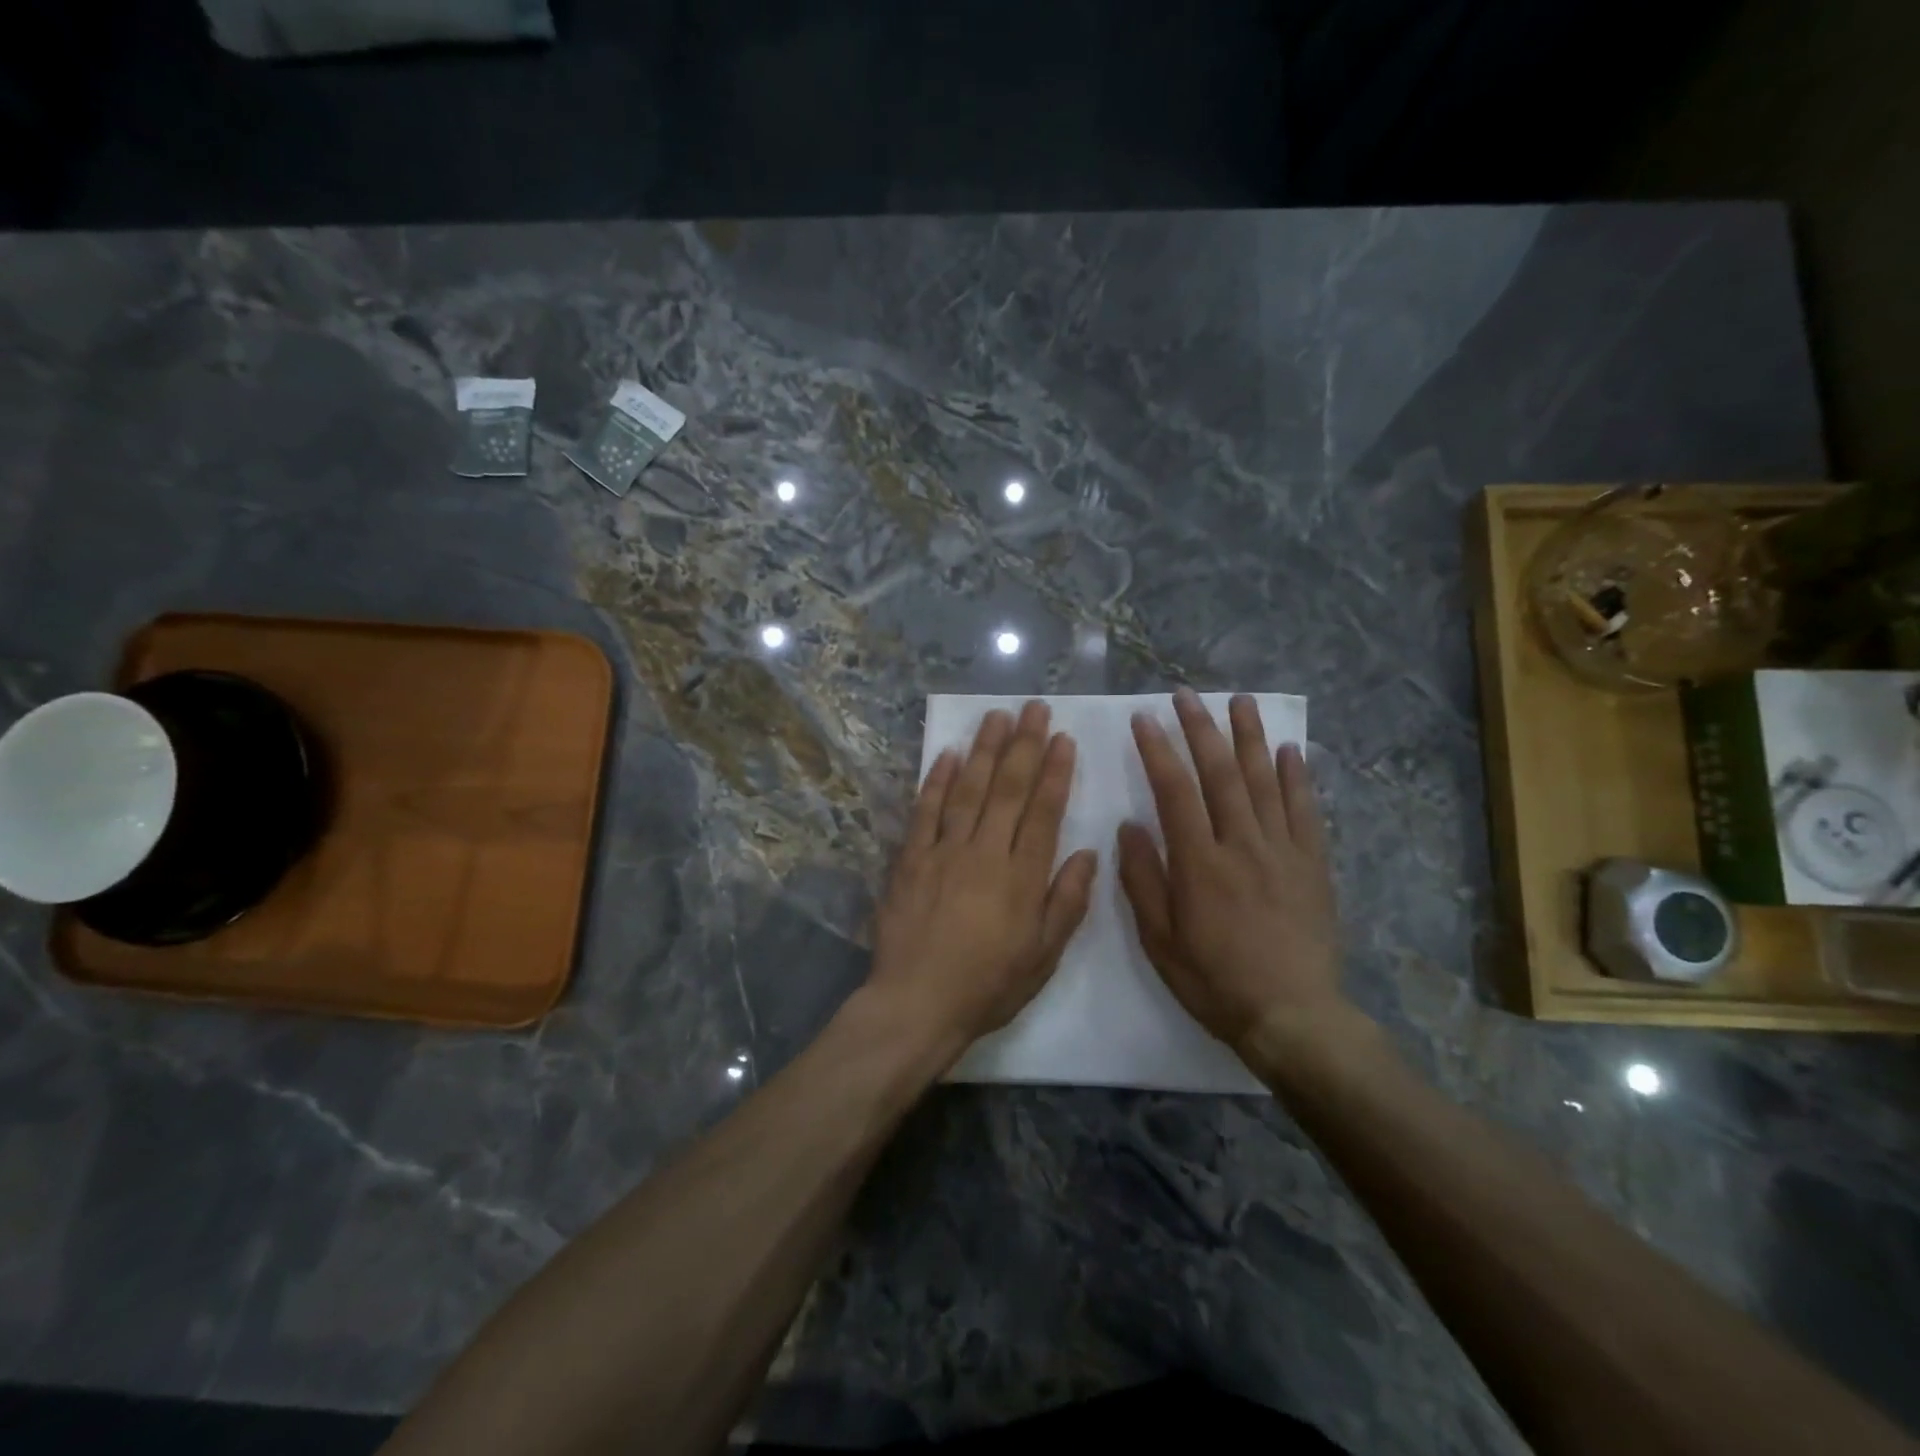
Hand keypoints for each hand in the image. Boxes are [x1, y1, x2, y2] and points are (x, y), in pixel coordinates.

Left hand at [870, 702, 1098, 1062]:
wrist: (917, 1004)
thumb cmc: (988, 985)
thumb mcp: (1043, 957)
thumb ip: (1067, 902)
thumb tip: (1088, 854)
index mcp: (1022, 877)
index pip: (1043, 812)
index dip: (1054, 772)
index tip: (1062, 738)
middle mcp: (985, 853)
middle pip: (1007, 789)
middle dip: (1023, 745)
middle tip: (1033, 709)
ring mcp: (943, 851)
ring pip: (969, 789)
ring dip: (985, 750)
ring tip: (997, 716)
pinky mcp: (910, 859)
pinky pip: (925, 811)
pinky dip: (937, 780)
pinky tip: (949, 754)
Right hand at [1117, 688, 1346, 1053]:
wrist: (1293, 1016)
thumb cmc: (1215, 981)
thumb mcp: (1160, 941)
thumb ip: (1143, 880)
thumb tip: (1130, 827)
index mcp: (1199, 863)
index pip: (1175, 791)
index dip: (1157, 750)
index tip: (1144, 718)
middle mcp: (1242, 845)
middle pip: (1221, 774)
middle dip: (1201, 729)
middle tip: (1187, 695)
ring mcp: (1283, 851)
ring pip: (1265, 781)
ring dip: (1251, 737)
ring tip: (1241, 701)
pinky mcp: (1313, 865)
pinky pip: (1305, 811)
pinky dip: (1298, 777)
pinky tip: (1290, 750)